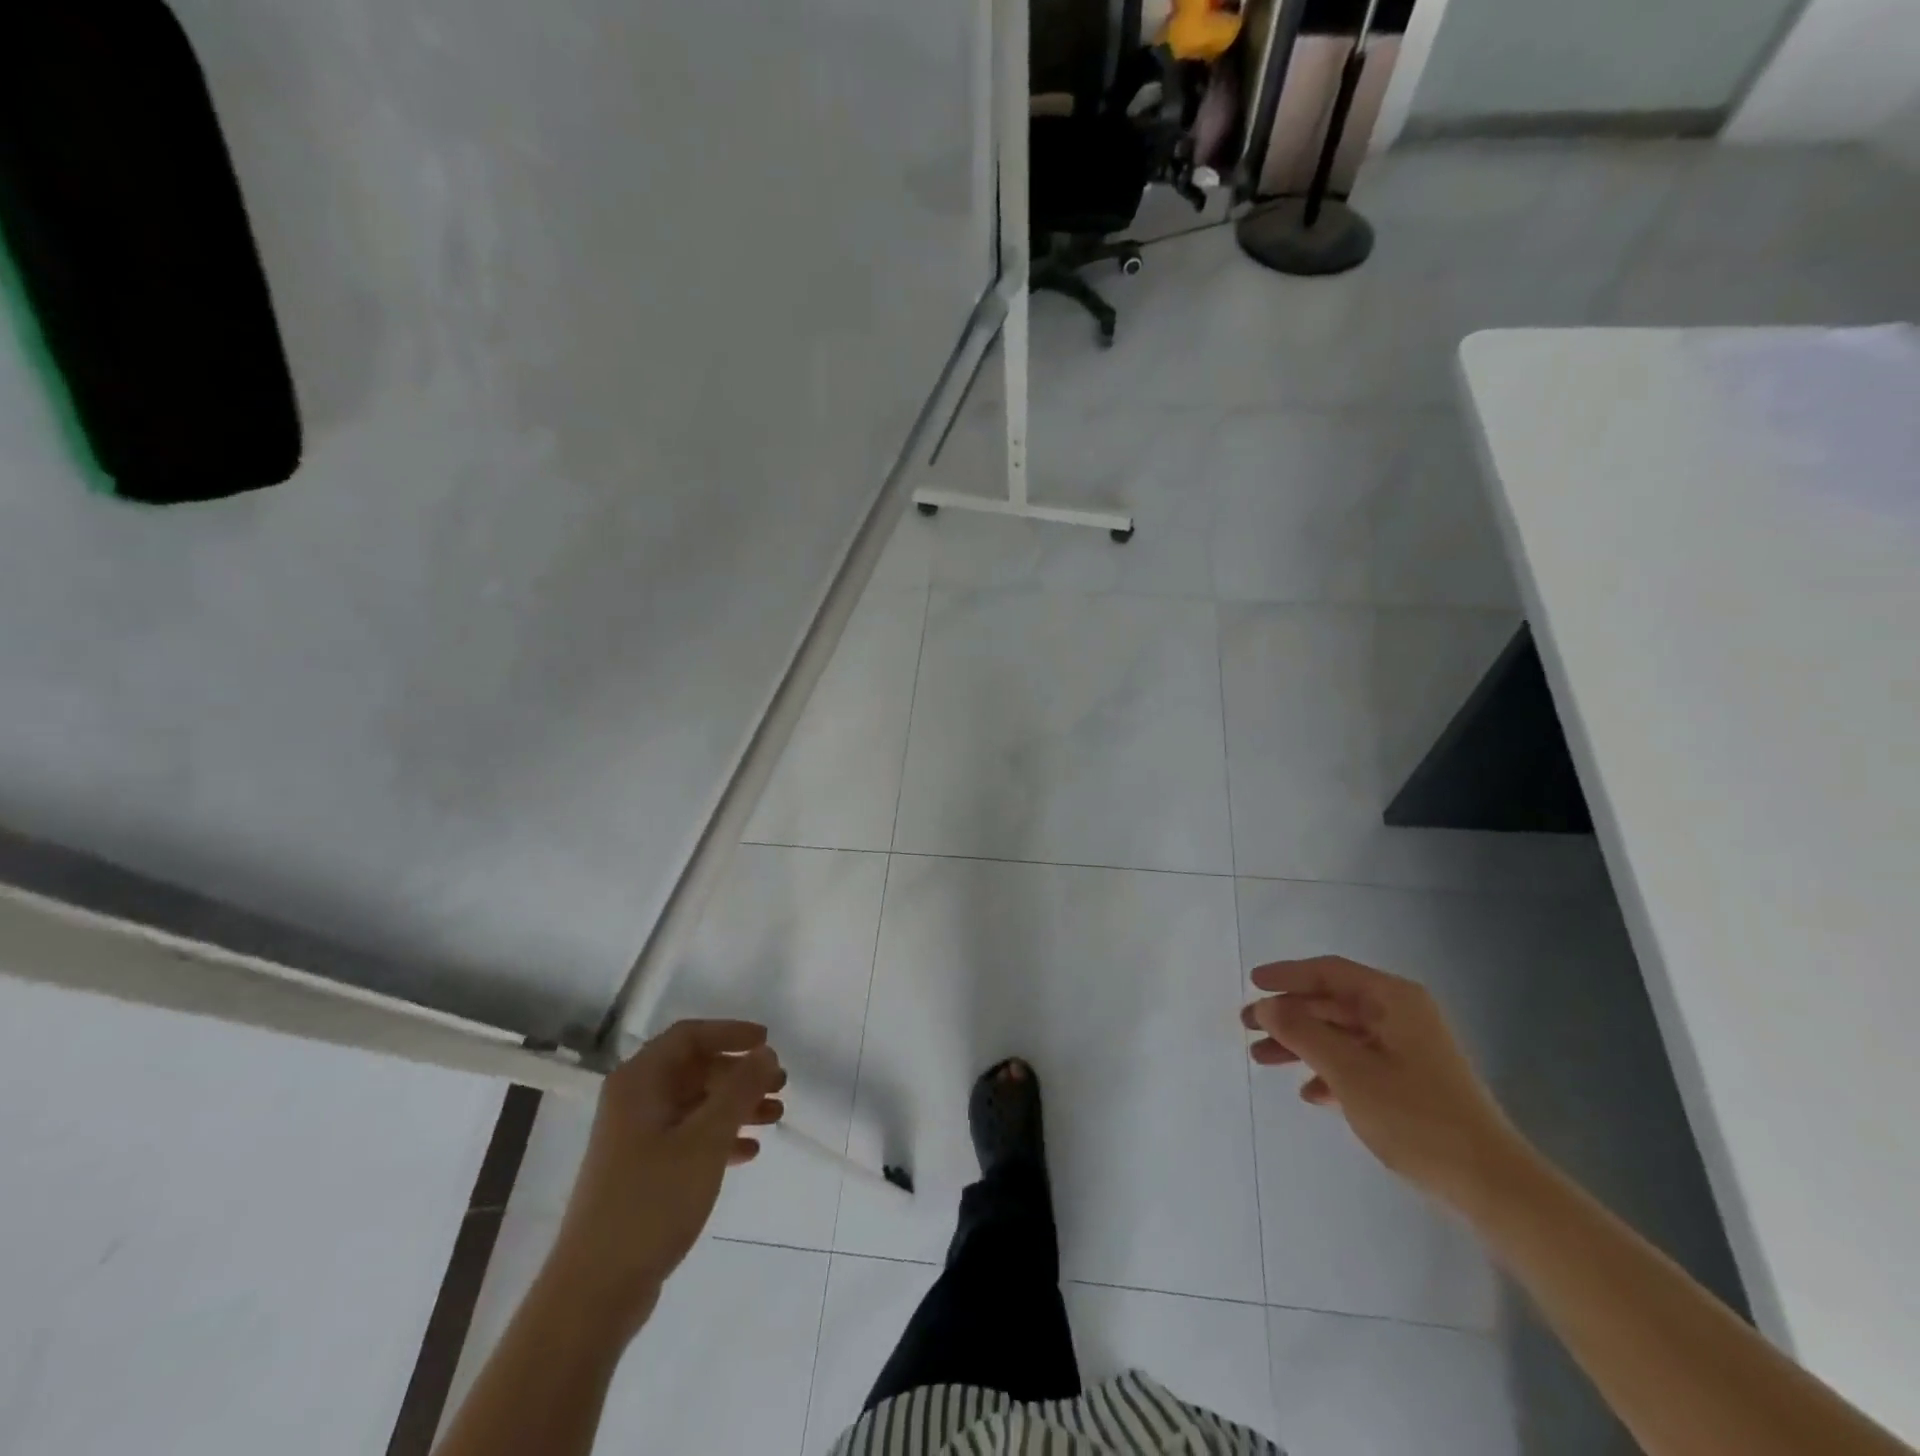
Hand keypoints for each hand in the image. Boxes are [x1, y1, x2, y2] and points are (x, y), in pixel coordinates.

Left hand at [543, 1020, 784, 1331]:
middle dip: (740, 1074)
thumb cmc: (651, 1201)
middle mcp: (635, 1101)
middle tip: (780, 1086)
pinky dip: (720, 1138)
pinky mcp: (643, 1172)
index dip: (731, 1032)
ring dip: (736, 1106)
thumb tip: (766, 1053)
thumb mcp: (705, 1139)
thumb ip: (740, 1090)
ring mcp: (637, 1139)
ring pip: (696, 1104)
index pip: (689, 1036)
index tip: (767, 1043)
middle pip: (695, 1069)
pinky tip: (749, 1152)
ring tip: (775, 1116)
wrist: (595, 1292)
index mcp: (639, 1082)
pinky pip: (689, 1138)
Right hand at [1243, 956, 1528, 1210]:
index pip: (1329, 972)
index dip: (1287, 975)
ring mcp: (1409, 1049)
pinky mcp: (1412, 1082)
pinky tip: (1310, 1094)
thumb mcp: (1349, 1072)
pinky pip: (1359, 1063)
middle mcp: (1402, 1015)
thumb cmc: (1417, 1117)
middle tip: (1248, 1027)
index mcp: (1394, 1000)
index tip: (1252, 983)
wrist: (1492, 1186)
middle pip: (1332, 1003)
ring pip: (1341, 1034)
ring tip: (1263, 1060)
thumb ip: (1302, 1032)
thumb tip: (1266, 1005)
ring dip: (1302, 1045)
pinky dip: (1330, 1072)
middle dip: (1289, 1015)